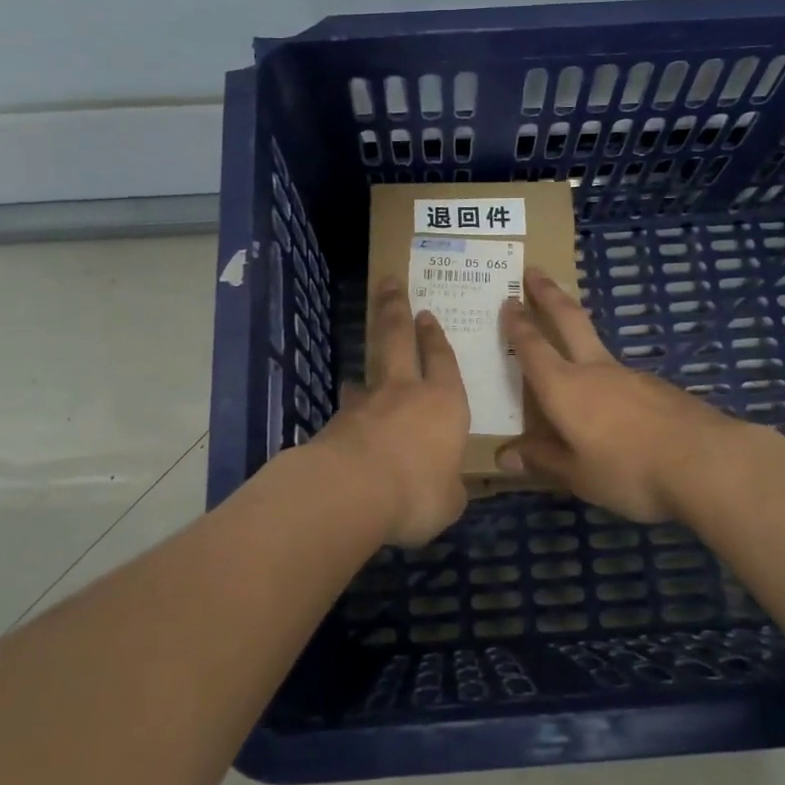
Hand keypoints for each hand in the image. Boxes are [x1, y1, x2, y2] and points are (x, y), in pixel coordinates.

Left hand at [314, 278, 471, 546]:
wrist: (350, 492)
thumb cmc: (417, 492)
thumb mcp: (448, 501)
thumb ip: (448, 488)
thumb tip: (445, 488)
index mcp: (444, 403)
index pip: (443, 360)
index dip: (436, 338)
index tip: (428, 315)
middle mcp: (405, 392)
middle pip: (399, 338)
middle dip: (396, 309)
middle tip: (390, 283)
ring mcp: (366, 404)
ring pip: (367, 373)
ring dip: (366, 367)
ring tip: (360, 371)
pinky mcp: (336, 423)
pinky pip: (347, 411)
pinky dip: (349, 412)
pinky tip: (345, 423)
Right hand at [499, 268, 762, 523]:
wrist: (708, 462)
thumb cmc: (630, 470)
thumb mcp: (579, 476)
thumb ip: (544, 461)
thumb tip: (505, 456)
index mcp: (565, 388)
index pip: (533, 347)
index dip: (518, 324)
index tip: (508, 300)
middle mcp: (595, 370)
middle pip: (568, 320)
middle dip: (548, 294)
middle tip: (535, 270)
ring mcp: (632, 375)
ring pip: (598, 348)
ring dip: (580, 335)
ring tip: (571, 351)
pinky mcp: (660, 388)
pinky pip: (623, 378)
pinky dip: (609, 379)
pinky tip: (616, 405)